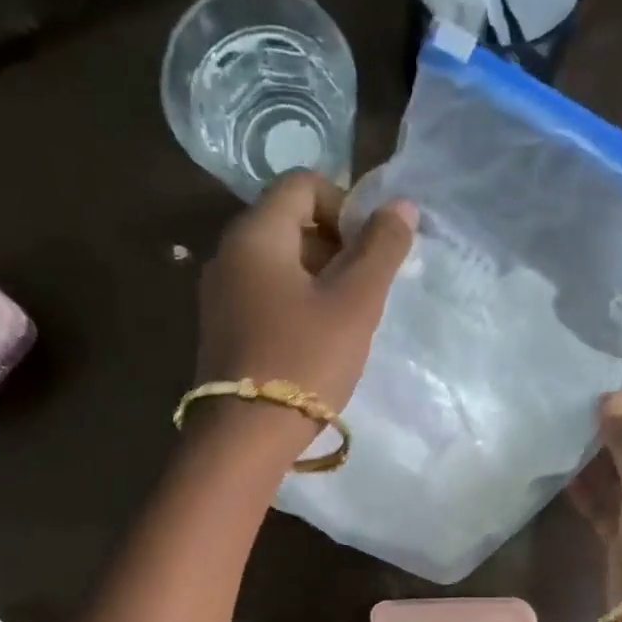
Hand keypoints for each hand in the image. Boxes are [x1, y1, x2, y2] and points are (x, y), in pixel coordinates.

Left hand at [196, 171, 417, 424]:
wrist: (245, 438)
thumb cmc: (304, 361)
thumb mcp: (354, 304)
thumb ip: (380, 249)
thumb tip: (400, 206)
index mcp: (255, 234)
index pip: (303, 183)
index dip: (346, 205)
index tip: (370, 251)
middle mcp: (228, 254)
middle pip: (289, 222)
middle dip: (336, 246)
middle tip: (364, 290)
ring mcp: (220, 295)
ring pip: (279, 264)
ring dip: (320, 279)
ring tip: (346, 322)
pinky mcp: (223, 331)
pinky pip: (266, 296)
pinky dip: (297, 304)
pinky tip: (317, 343)